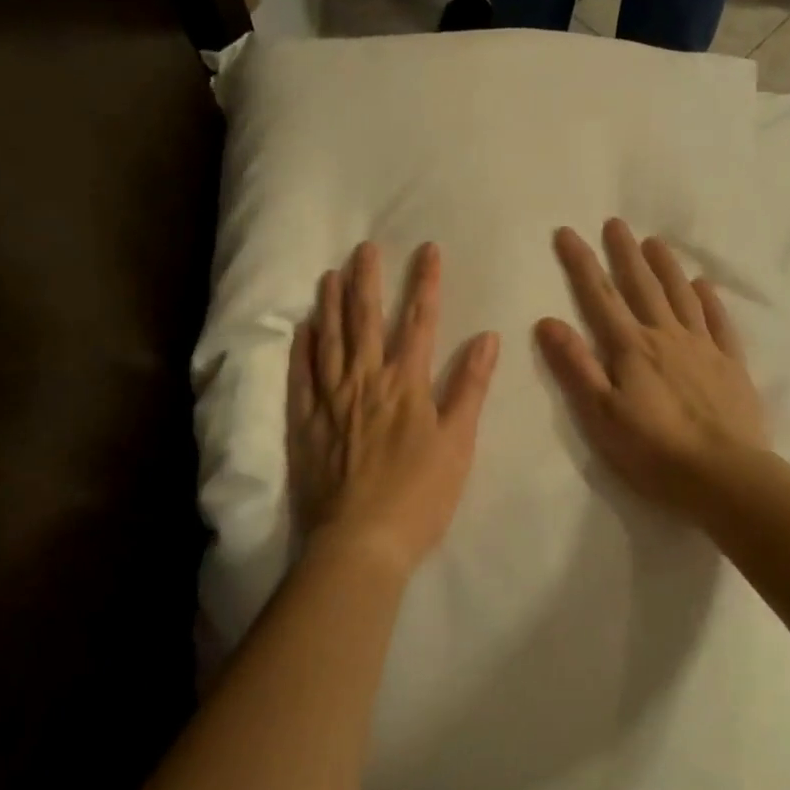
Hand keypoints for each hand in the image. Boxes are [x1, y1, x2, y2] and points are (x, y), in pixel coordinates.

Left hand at [288, 241, 499, 577]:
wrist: (361, 542)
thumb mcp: (458, 443)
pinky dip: (302, 349)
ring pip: (330, 341)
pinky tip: (302, 328)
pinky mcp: (306, 423)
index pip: (420, 322)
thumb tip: (488, 337)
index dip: (425, 283)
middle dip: (367, 280)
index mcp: (406, 384)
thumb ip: (470, 387)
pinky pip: (301, 377)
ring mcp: (331, 401)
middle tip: (364, 247)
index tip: (428, 250)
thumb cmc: (419, 495)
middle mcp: (366, 381)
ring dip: (331, 305)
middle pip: (366, 321)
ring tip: (330, 274)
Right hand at [536, 220, 767, 520]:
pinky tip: (703, 286)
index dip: (581, 263)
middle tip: (615, 222)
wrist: (725, 476)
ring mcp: (703, 348)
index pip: (599, 296)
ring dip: (666, 267)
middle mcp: (666, 337)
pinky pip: (718, 323)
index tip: (567, 232)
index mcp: (631, 348)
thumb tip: (548, 321)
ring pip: (681, 296)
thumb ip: (576, 366)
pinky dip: (709, 301)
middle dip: (624, 253)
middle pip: (642, 286)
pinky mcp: (730, 365)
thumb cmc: (654, 451)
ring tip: (654, 242)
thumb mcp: (601, 415)